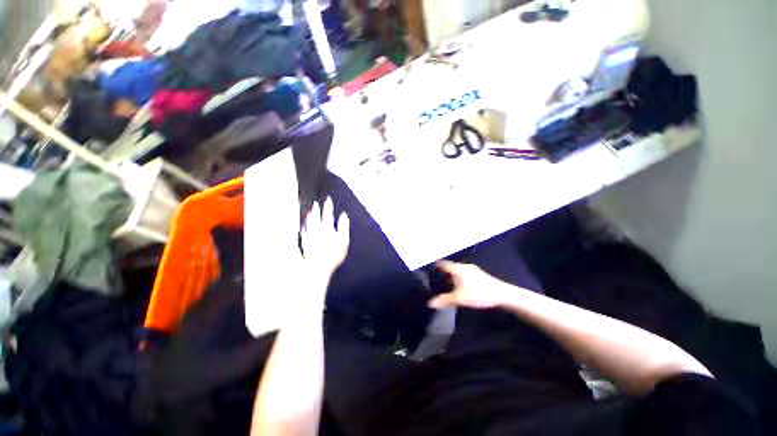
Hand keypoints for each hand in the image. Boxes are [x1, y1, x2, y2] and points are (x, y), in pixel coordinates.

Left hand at [301, 197, 350, 283]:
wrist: (318, 266)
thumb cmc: (333, 254)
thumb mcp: (344, 240)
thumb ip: (344, 226)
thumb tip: (344, 215)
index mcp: (328, 228)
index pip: (328, 214)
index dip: (328, 206)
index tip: (328, 199)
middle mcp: (317, 230)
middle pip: (316, 217)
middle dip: (317, 209)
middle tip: (316, 203)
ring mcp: (310, 236)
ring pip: (309, 223)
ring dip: (310, 216)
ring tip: (310, 211)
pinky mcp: (305, 242)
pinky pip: (304, 231)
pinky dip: (305, 226)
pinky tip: (304, 225)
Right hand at [428, 261, 518, 309]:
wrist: (502, 294)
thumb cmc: (478, 293)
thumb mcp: (459, 298)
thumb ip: (444, 300)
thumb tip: (430, 303)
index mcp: (457, 268)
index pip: (443, 263)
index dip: (436, 265)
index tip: (431, 269)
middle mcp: (464, 266)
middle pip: (451, 266)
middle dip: (444, 272)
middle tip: (437, 278)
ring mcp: (473, 269)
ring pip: (459, 270)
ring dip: (453, 275)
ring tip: (447, 283)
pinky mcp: (480, 274)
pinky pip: (465, 273)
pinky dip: (460, 277)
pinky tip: (461, 286)